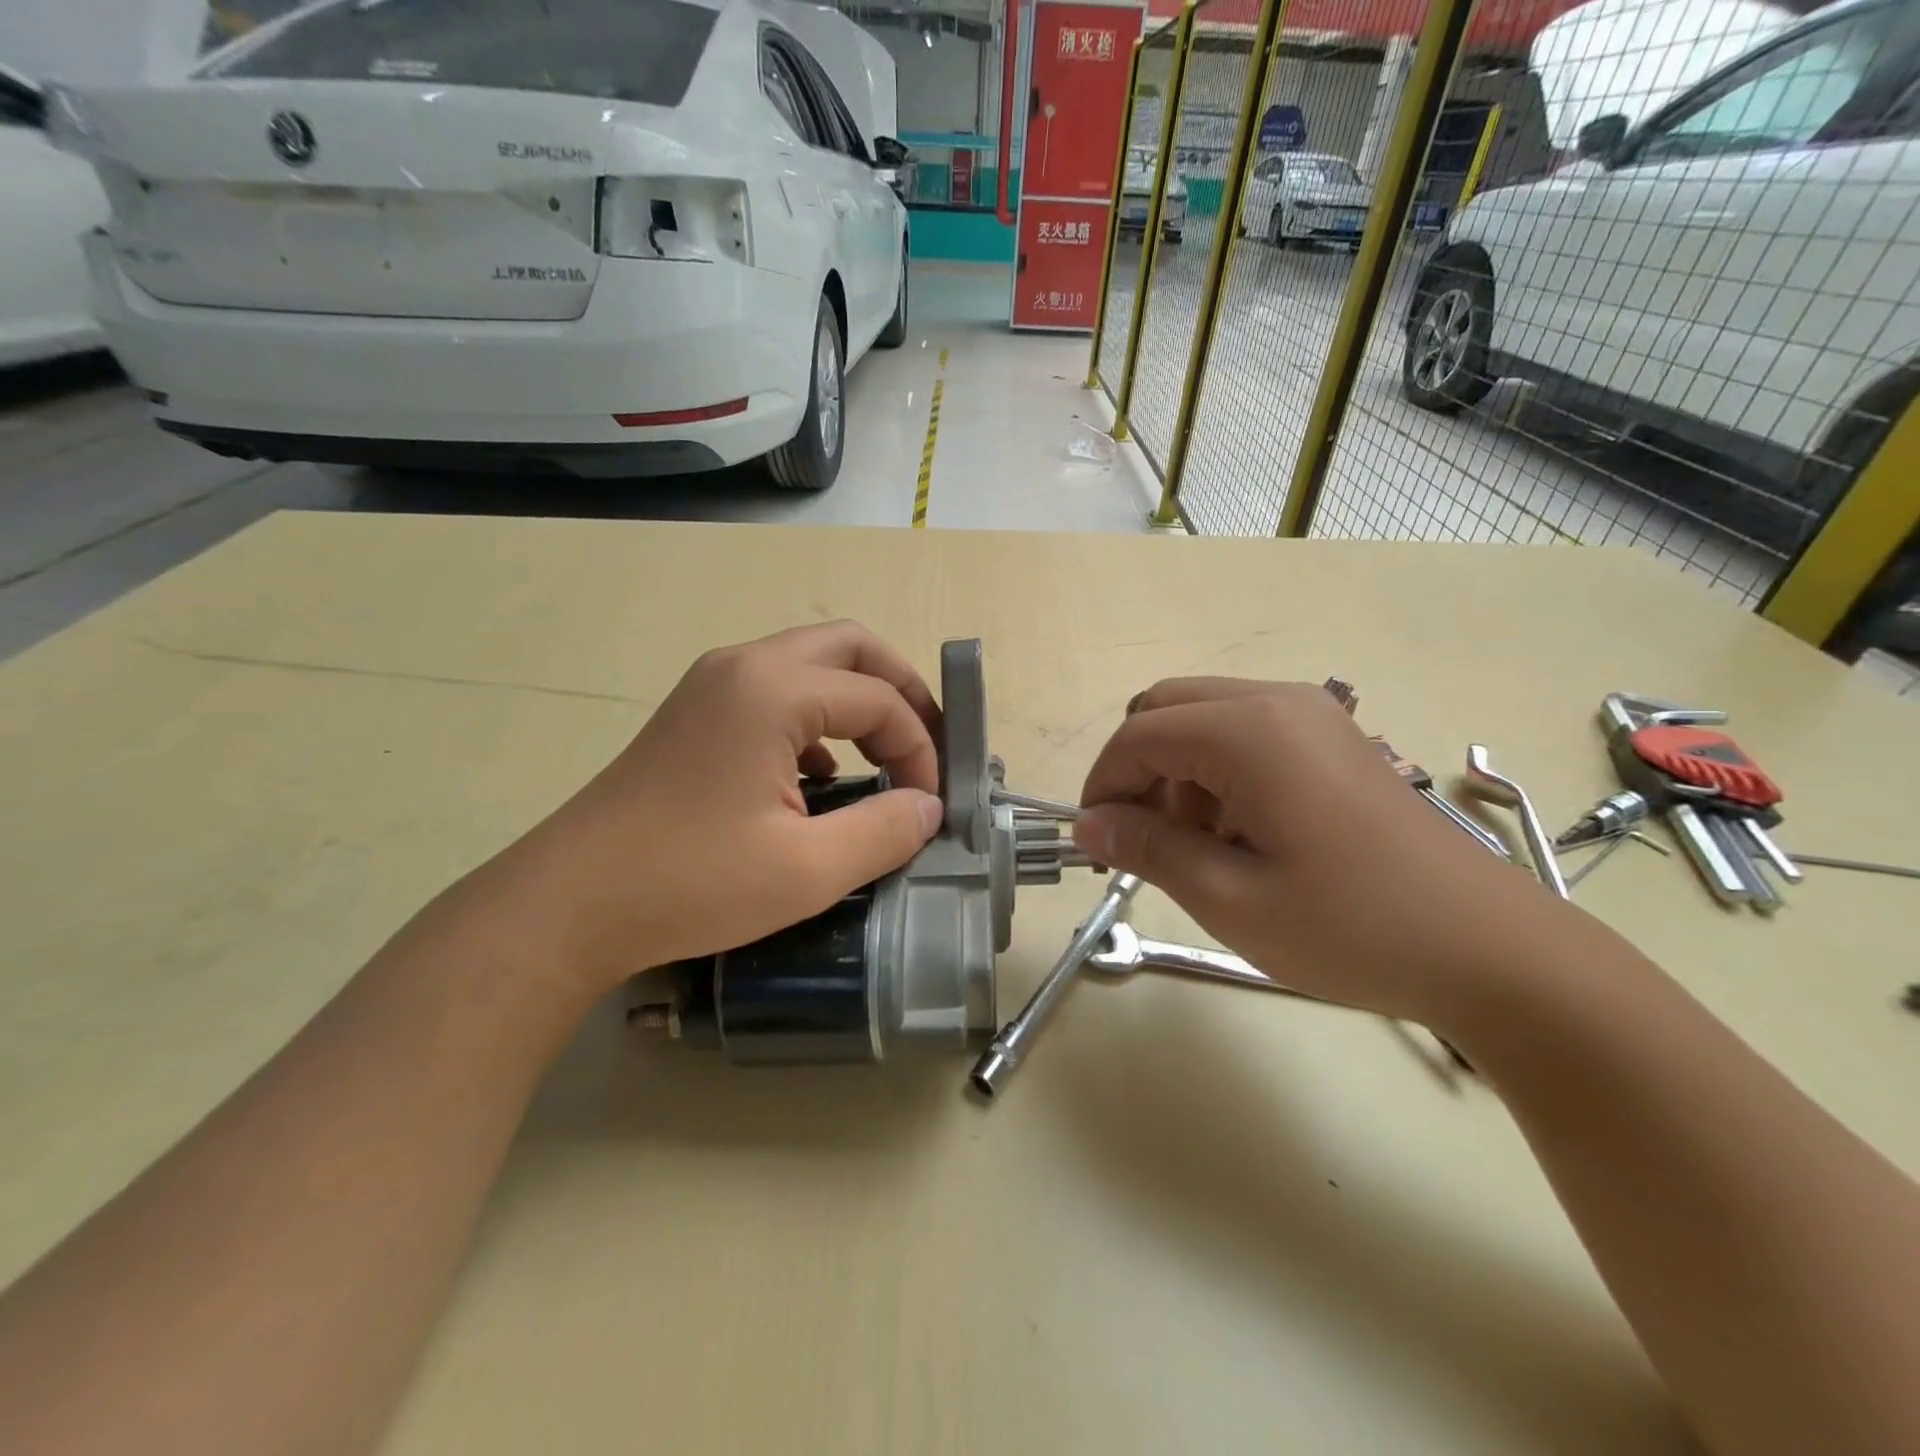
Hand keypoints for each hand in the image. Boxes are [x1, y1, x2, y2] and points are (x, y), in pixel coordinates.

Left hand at [486, 622, 945, 996]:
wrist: (568, 904)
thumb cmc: (691, 883)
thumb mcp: (807, 871)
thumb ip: (884, 831)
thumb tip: (928, 808)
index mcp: (773, 690)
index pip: (878, 697)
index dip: (919, 747)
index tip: (929, 804)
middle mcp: (744, 666)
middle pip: (850, 647)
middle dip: (900, 691)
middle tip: (926, 744)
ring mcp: (713, 684)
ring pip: (812, 664)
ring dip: (858, 701)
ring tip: (883, 758)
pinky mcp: (695, 713)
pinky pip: (777, 691)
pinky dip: (817, 719)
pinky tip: (819, 776)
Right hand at [1071, 678, 1572, 1025]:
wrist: (1494, 950)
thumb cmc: (1354, 927)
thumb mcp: (1231, 898)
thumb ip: (1148, 848)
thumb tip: (1087, 825)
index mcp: (1249, 731)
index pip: (1138, 735)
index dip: (1103, 784)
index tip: (1096, 841)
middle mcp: (1278, 702)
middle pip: (1167, 708)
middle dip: (1137, 768)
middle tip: (1142, 838)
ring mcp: (1314, 716)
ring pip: (1205, 719)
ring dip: (1178, 771)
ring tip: (1199, 847)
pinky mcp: (1335, 740)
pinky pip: (1248, 734)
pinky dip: (1218, 773)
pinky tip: (1244, 834)